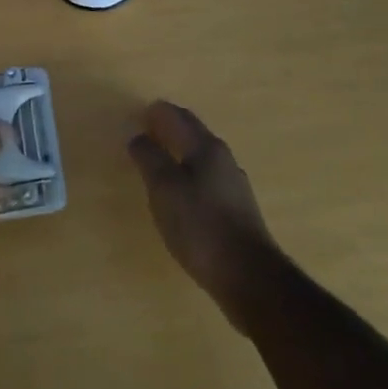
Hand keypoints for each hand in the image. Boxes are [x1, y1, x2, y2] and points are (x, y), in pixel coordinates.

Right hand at [127, 100, 276, 323]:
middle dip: (171, 127)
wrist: (248, 276)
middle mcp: (223, 159)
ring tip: (161, 158)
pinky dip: (191, 173)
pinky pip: (208, 178)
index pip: (179, 117)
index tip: (141, 112)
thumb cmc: (200, 226)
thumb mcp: (164, 188)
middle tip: (148, 129)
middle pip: (194, 133)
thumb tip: (138, 135)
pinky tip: (183, 191)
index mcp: (206, 147)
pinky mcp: (237, 209)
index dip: (158, 112)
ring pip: (202, 156)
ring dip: (181, 150)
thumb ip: (149, 158)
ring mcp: (234, 184)